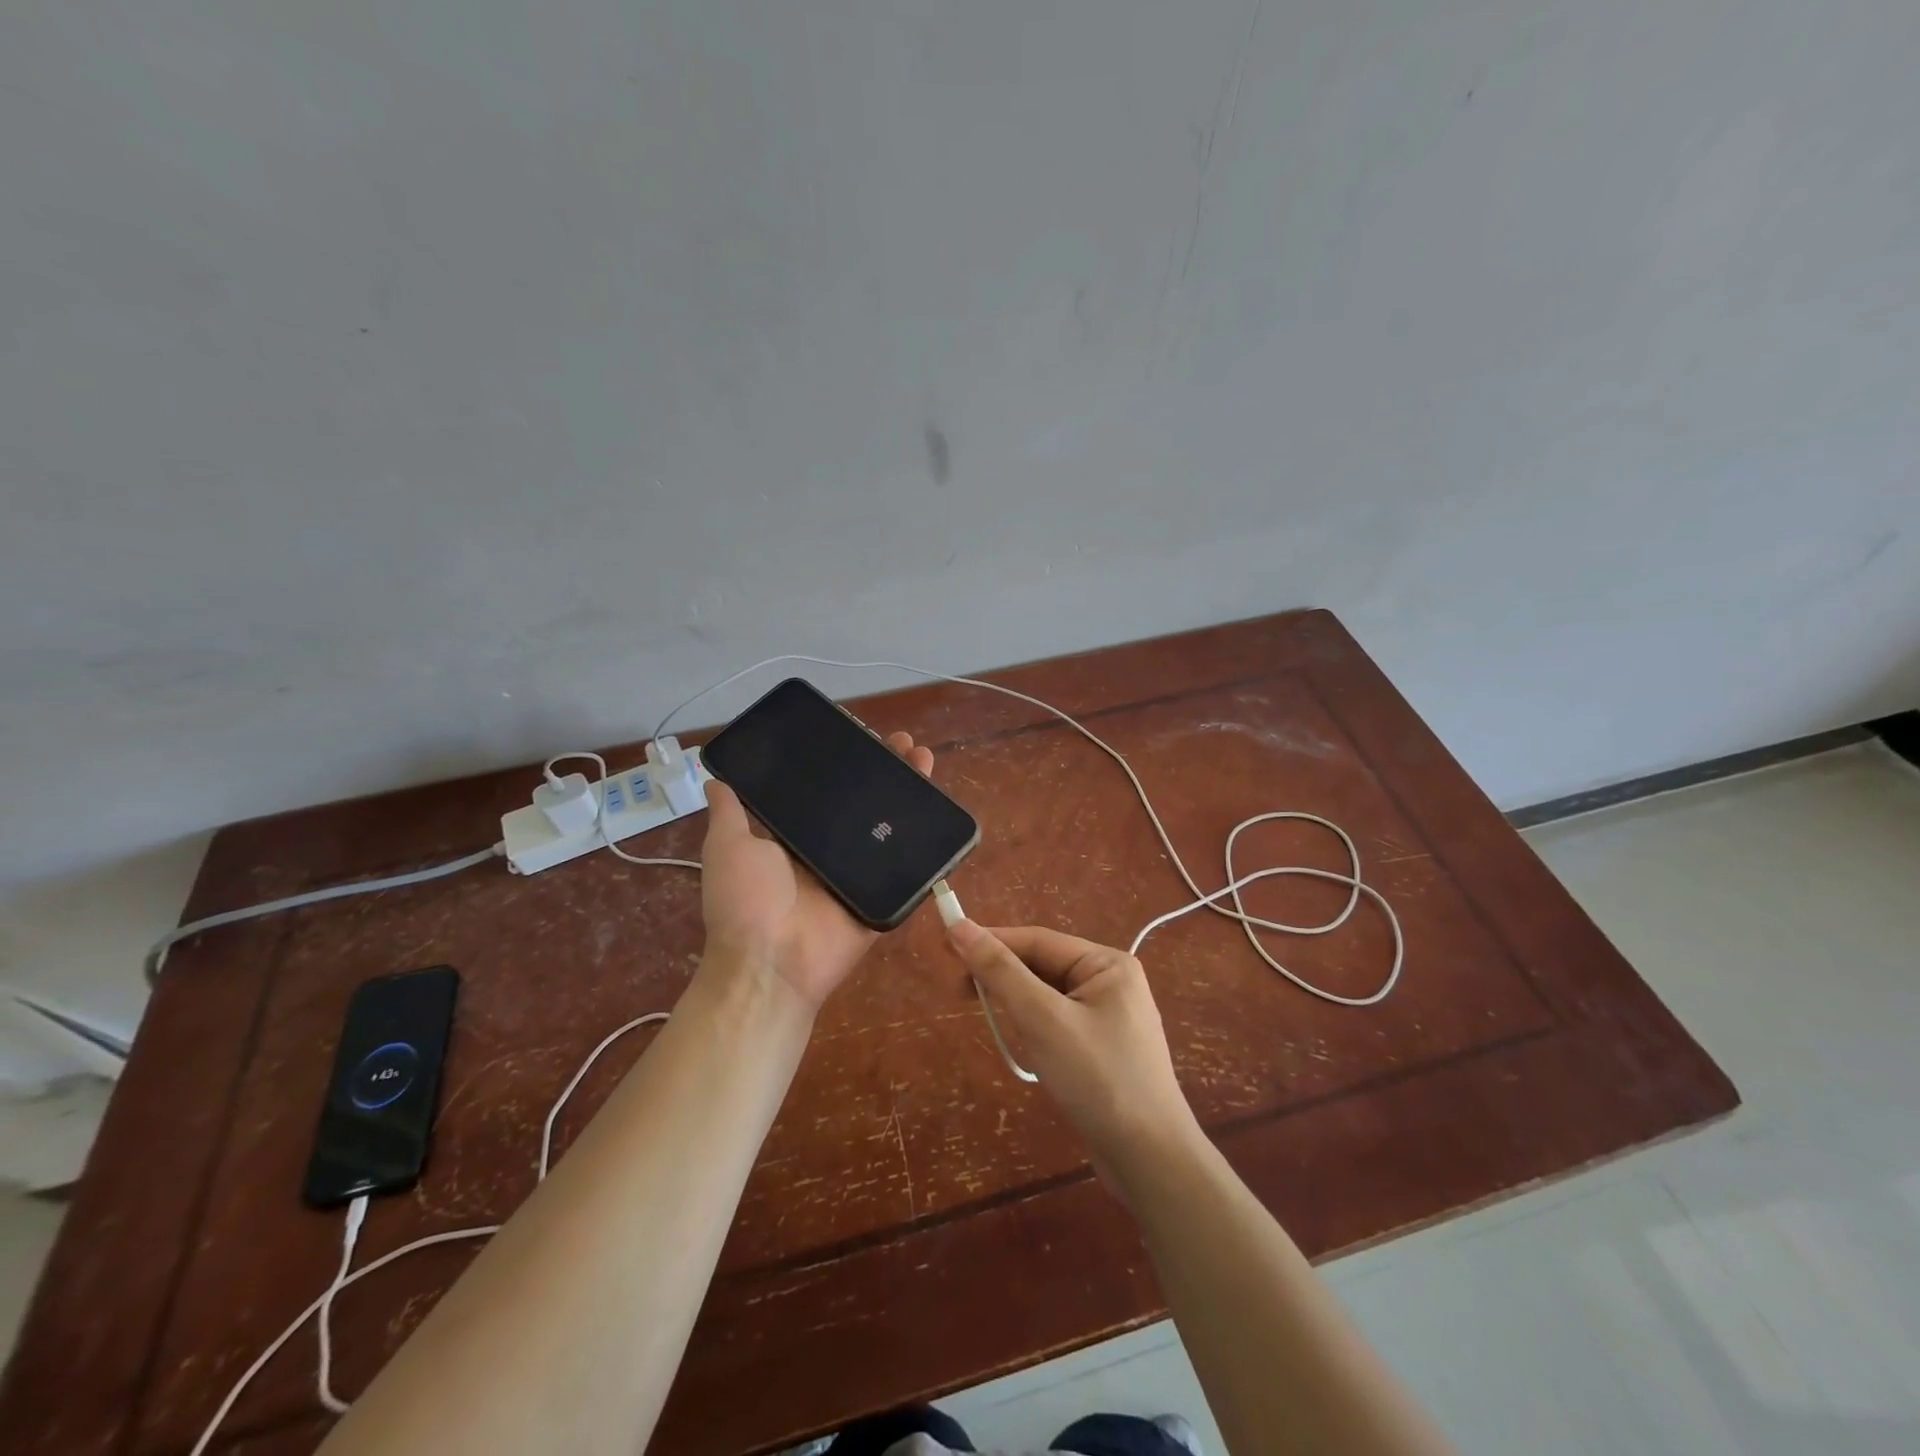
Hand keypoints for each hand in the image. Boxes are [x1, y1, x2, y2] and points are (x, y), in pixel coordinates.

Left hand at [698, 731, 935, 1011]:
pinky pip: (908, 866)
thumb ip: (729, 813)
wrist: (772, 963)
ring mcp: (860, 873)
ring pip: (891, 826)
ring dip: (910, 793)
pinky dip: (926, 841)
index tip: (862, 735)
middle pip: (866, 803)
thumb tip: (715, 777)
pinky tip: (940, 808)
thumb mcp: (728, 847)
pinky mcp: (882, 895)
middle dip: (886, 770)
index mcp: (797, 838)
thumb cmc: (746, 902)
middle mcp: (830, 851)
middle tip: (903, 743)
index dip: (846, 764)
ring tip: (924, 759)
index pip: (827, 791)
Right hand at [945, 922, 1200, 1188]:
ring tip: (984, 1015)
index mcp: (1107, 963)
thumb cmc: (1098, 1080)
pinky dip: (1032, 1025)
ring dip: (1015, 1002)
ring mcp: (1109, 1017)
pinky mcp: (1102, 1049)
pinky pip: (1057, 1021)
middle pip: (1043, 965)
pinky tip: (1019, 1041)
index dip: (991, 941)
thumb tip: (959, 926)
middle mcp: (1111, 982)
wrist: (1151, 1162)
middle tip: (958, 989)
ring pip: (1047, 995)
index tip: (946, 946)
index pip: (1037, 940)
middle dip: (1002, 975)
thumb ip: (1001, 972)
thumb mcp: (1043, 1020)